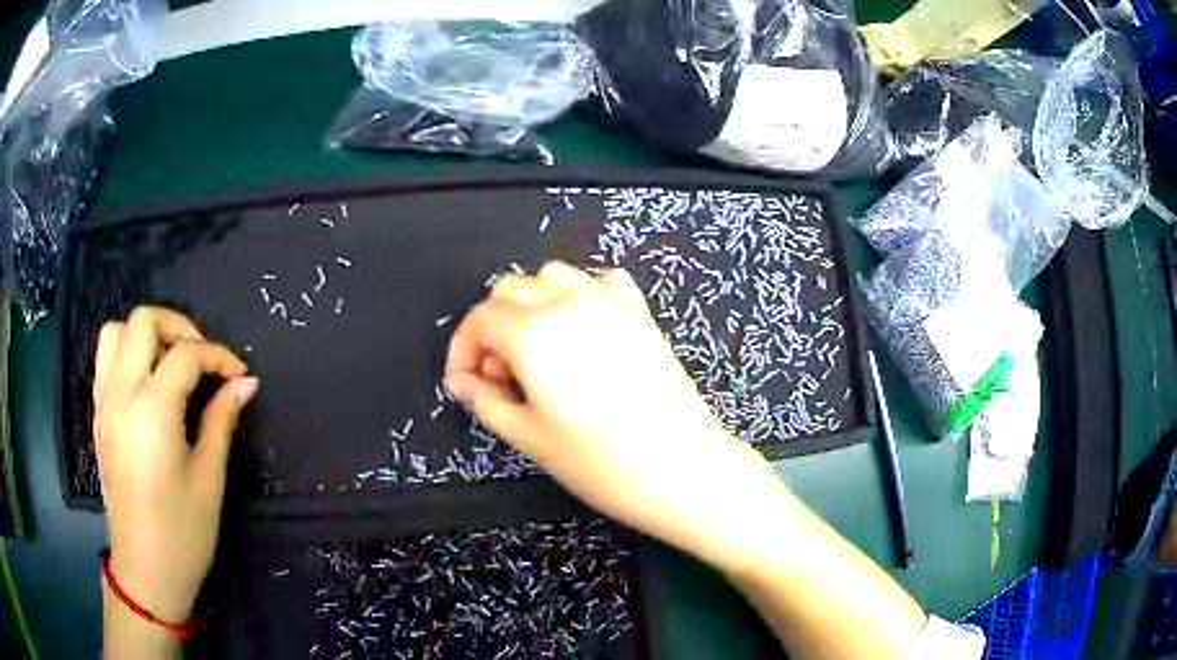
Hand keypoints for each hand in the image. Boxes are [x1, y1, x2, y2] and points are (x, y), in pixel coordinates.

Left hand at [94, 306, 257, 622]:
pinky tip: (147, 384)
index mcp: (152, 411)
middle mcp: (122, 394)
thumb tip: (245, 383)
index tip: (240, 375)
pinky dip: (127, 354)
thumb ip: (221, 420)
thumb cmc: (182, 534)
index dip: (218, 356)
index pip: (186, 354)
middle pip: (144, 321)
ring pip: (117, 332)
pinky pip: (106, 361)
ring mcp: (105, 404)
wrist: (145, 571)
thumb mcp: (209, 480)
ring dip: (146, 336)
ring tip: (170, 365)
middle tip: (203, 359)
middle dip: (179, 327)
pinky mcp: (98, 417)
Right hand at [445, 263, 780, 566]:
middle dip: (493, 328)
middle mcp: (569, 304)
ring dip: (531, 306)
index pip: (480, 320)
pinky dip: (581, 297)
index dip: (463, 349)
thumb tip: (463, 381)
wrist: (682, 468)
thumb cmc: (600, 462)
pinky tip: (584, 334)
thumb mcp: (529, 437)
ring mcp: (610, 303)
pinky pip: (601, 283)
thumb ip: (486, 400)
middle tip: (501, 378)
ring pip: (553, 277)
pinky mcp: (640, 314)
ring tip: (538, 355)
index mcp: (534, 333)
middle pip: (510, 290)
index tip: (465, 382)